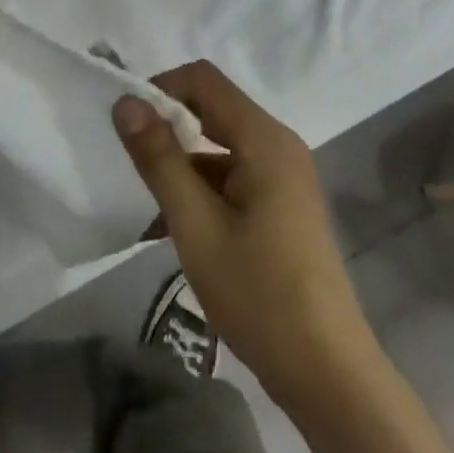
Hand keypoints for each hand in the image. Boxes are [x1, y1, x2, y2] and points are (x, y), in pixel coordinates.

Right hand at [113, 62, 377, 409]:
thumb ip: (160, 159)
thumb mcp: (197, 226)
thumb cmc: (259, 293)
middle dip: (167, 129)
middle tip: (127, 161)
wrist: (327, 373)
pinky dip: (201, 192)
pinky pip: (233, 177)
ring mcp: (283, 176)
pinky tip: (168, 230)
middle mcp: (277, 144)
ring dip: (181, 168)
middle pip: (213, 110)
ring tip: (141, 207)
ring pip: (220, 148)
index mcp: (264, 137)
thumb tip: (126, 102)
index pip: (204, 80)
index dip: (161, 89)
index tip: (126, 123)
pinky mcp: (282, 205)